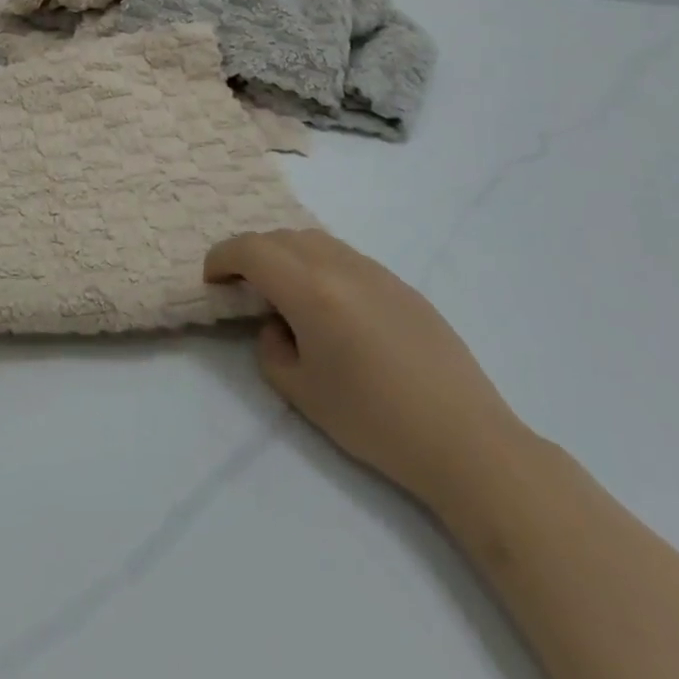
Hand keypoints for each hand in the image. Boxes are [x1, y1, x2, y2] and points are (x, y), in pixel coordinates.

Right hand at [205, 229, 526, 510]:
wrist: (466, 441)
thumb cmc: (375, 420)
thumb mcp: (301, 392)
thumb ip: (271, 349)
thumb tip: (278, 326)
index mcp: (310, 290)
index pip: (251, 250)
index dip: (222, 257)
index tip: (212, 278)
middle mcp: (340, 266)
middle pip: (281, 238)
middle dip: (252, 254)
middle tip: (242, 287)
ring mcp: (376, 271)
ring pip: (315, 241)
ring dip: (287, 255)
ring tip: (284, 292)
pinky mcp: (401, 286)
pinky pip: (346, 257)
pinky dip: (320, 265)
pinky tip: (330, 306)